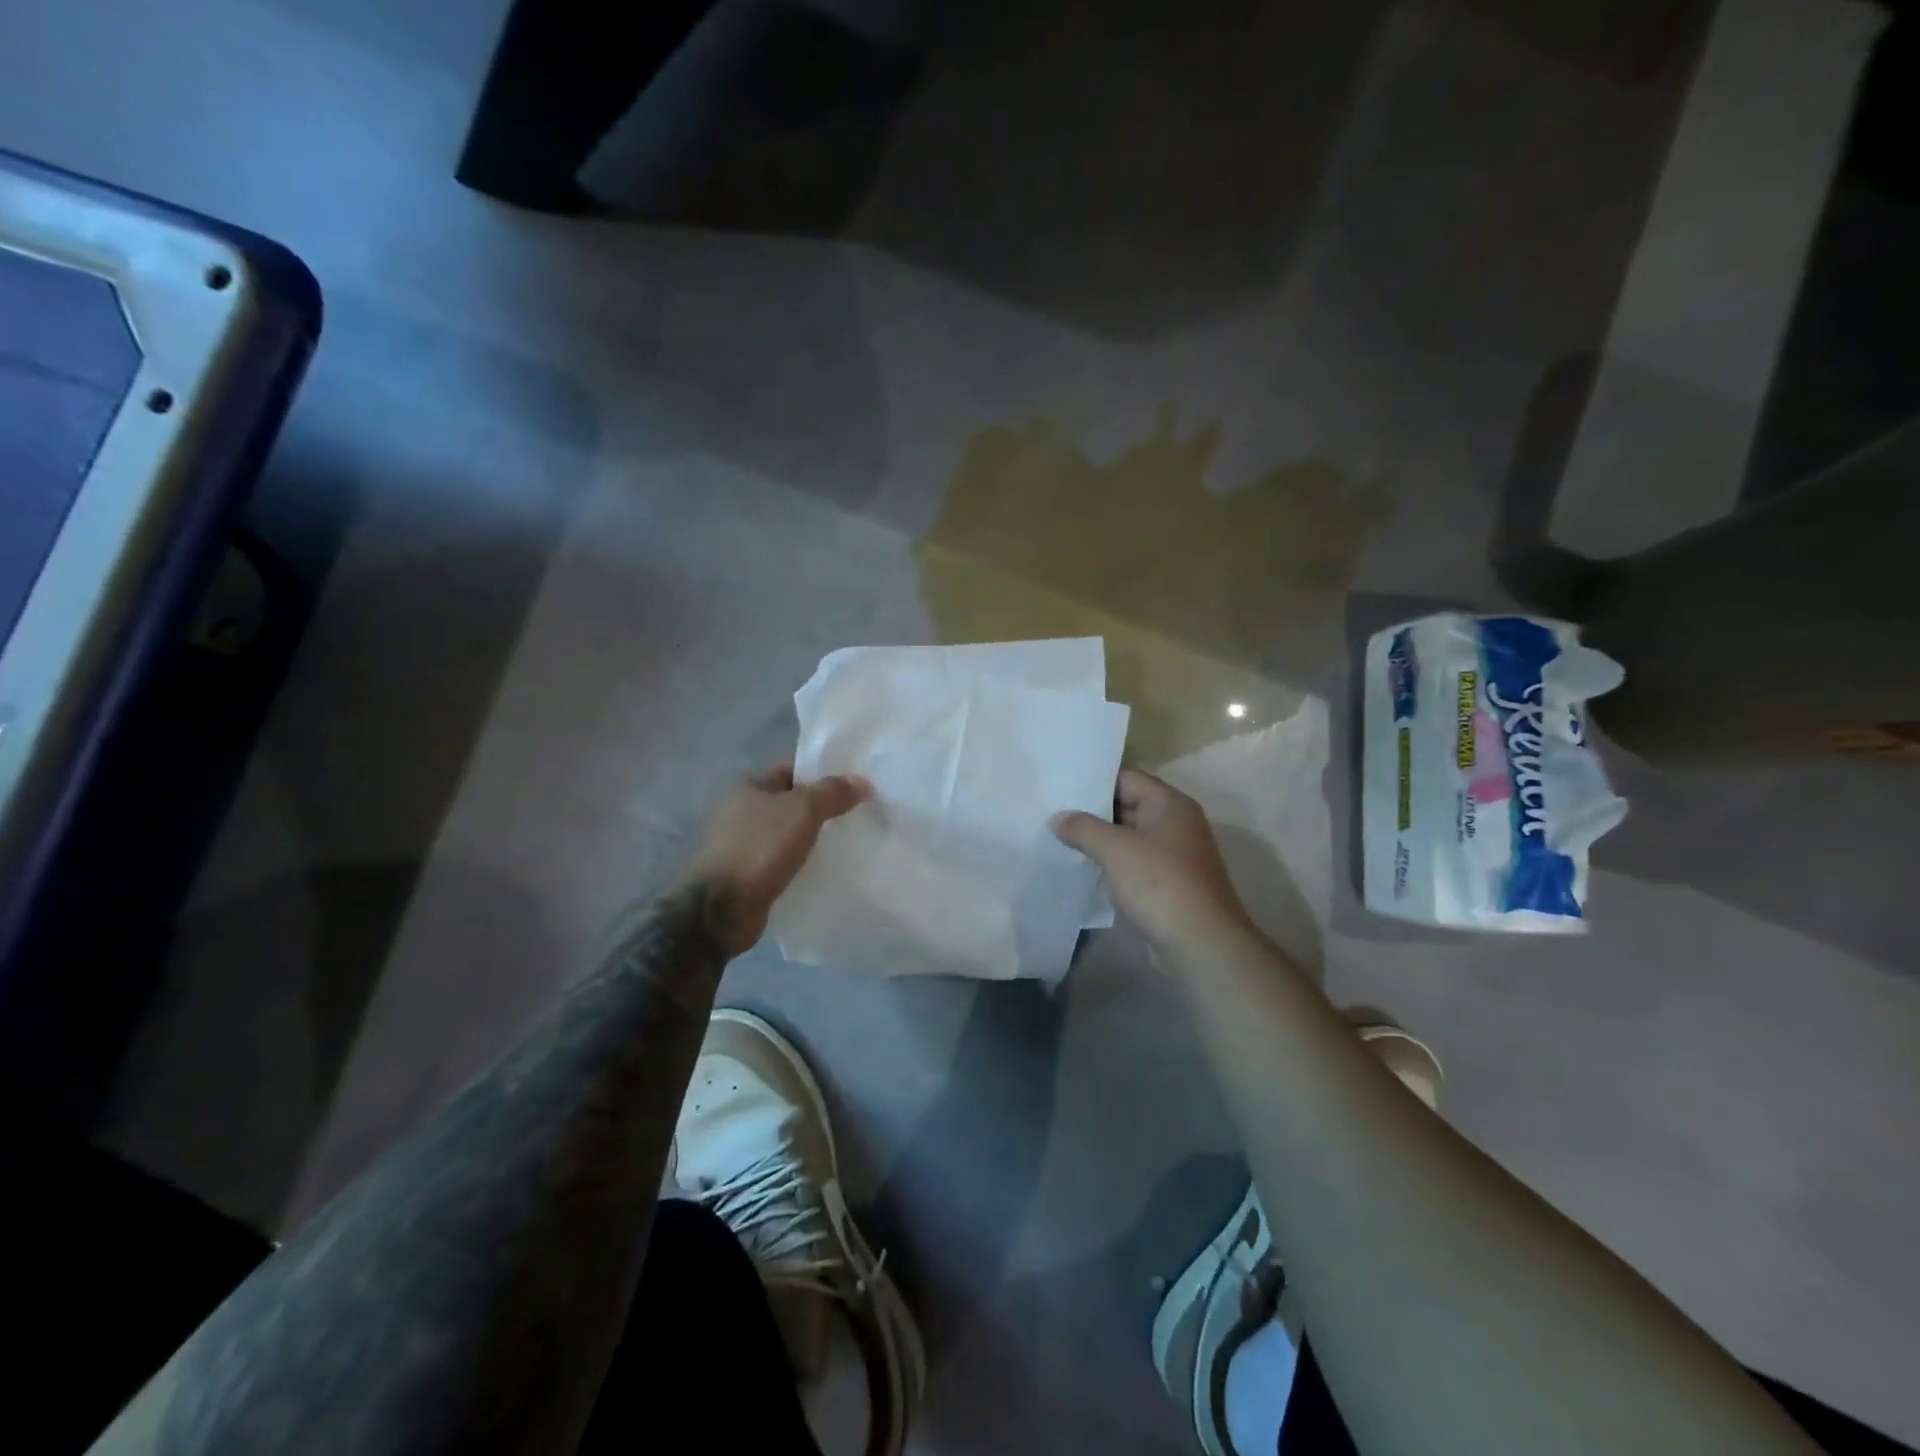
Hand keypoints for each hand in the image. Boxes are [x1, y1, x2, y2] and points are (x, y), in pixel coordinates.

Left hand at [682, 763, 869, 956]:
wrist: (721, 908)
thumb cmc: (759, 847)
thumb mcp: (803, 809)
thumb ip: (833, 792)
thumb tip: (862, 782)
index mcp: (749, 786)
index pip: (793, 770)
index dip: (823, 773)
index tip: (856, 783)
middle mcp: (742, 811)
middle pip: (793, 803)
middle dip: (823, 808)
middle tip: (860, 814)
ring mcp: (744, 845)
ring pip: (790, 835)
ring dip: (815, 839)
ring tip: (851, 842)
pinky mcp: (749, 876)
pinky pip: (785, 862)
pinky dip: (804, 864)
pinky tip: (829, 870)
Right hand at [1053, 769, 1251, 952]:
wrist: (1200, 944)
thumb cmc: (1160, 884)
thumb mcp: (1115, 849)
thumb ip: (1083, 828)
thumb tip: (1058, 818)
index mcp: (1170, 804)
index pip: (1127, 778)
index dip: (1093, 781)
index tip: (1060, 785)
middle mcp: (1175, 823)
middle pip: (1128, 805)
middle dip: (1092, 811)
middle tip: (1052, 811)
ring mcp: (1173, 855)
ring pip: (1129, 837)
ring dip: (1099, 839)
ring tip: (1059, 837)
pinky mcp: (1167, 883)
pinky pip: (1133, 862)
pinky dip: (1111, 862)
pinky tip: (1082, 866)